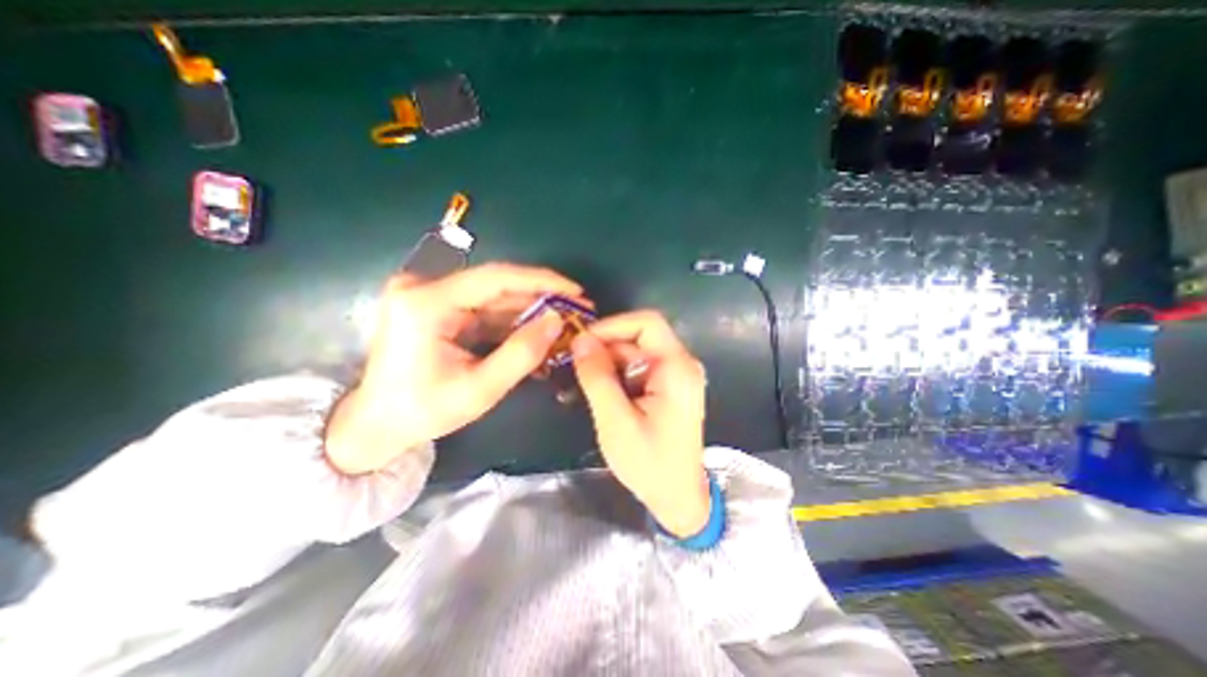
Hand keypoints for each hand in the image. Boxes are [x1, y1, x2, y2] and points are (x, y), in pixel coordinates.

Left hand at [322, 262, 582, 472]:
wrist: (375, 424)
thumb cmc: (422, 412)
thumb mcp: (479, 389)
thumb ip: (522, 354)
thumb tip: (557, 321)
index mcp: (426, 303)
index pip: (496, 278)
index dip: (542, 281)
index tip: (575, 291)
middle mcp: (423, 287)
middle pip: (496, 285)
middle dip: (540, 298)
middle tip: (576, 310)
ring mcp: (427, 294)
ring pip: (492, 297)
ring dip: (528, 311)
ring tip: (562, 323)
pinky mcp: (434, 305)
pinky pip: (482, 308)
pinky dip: (510, 321)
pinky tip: (535, 332)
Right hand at [566, 312, 708, 537]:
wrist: (678, 498)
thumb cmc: (650, 464)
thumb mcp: (616, 421)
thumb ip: (598, 377)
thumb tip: (581, 340)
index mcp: (676, 368)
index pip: (647, 323)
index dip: (613, 325)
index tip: (582, 341)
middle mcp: (681, 364)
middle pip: (639, 336)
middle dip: (606, 346)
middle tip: (575, 363)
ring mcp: (675, 375)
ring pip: (636, 351)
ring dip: (608, 361)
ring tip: (582, 380)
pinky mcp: (667, 387)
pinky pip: (638, 367)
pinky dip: (617, 374)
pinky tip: (599, 390)